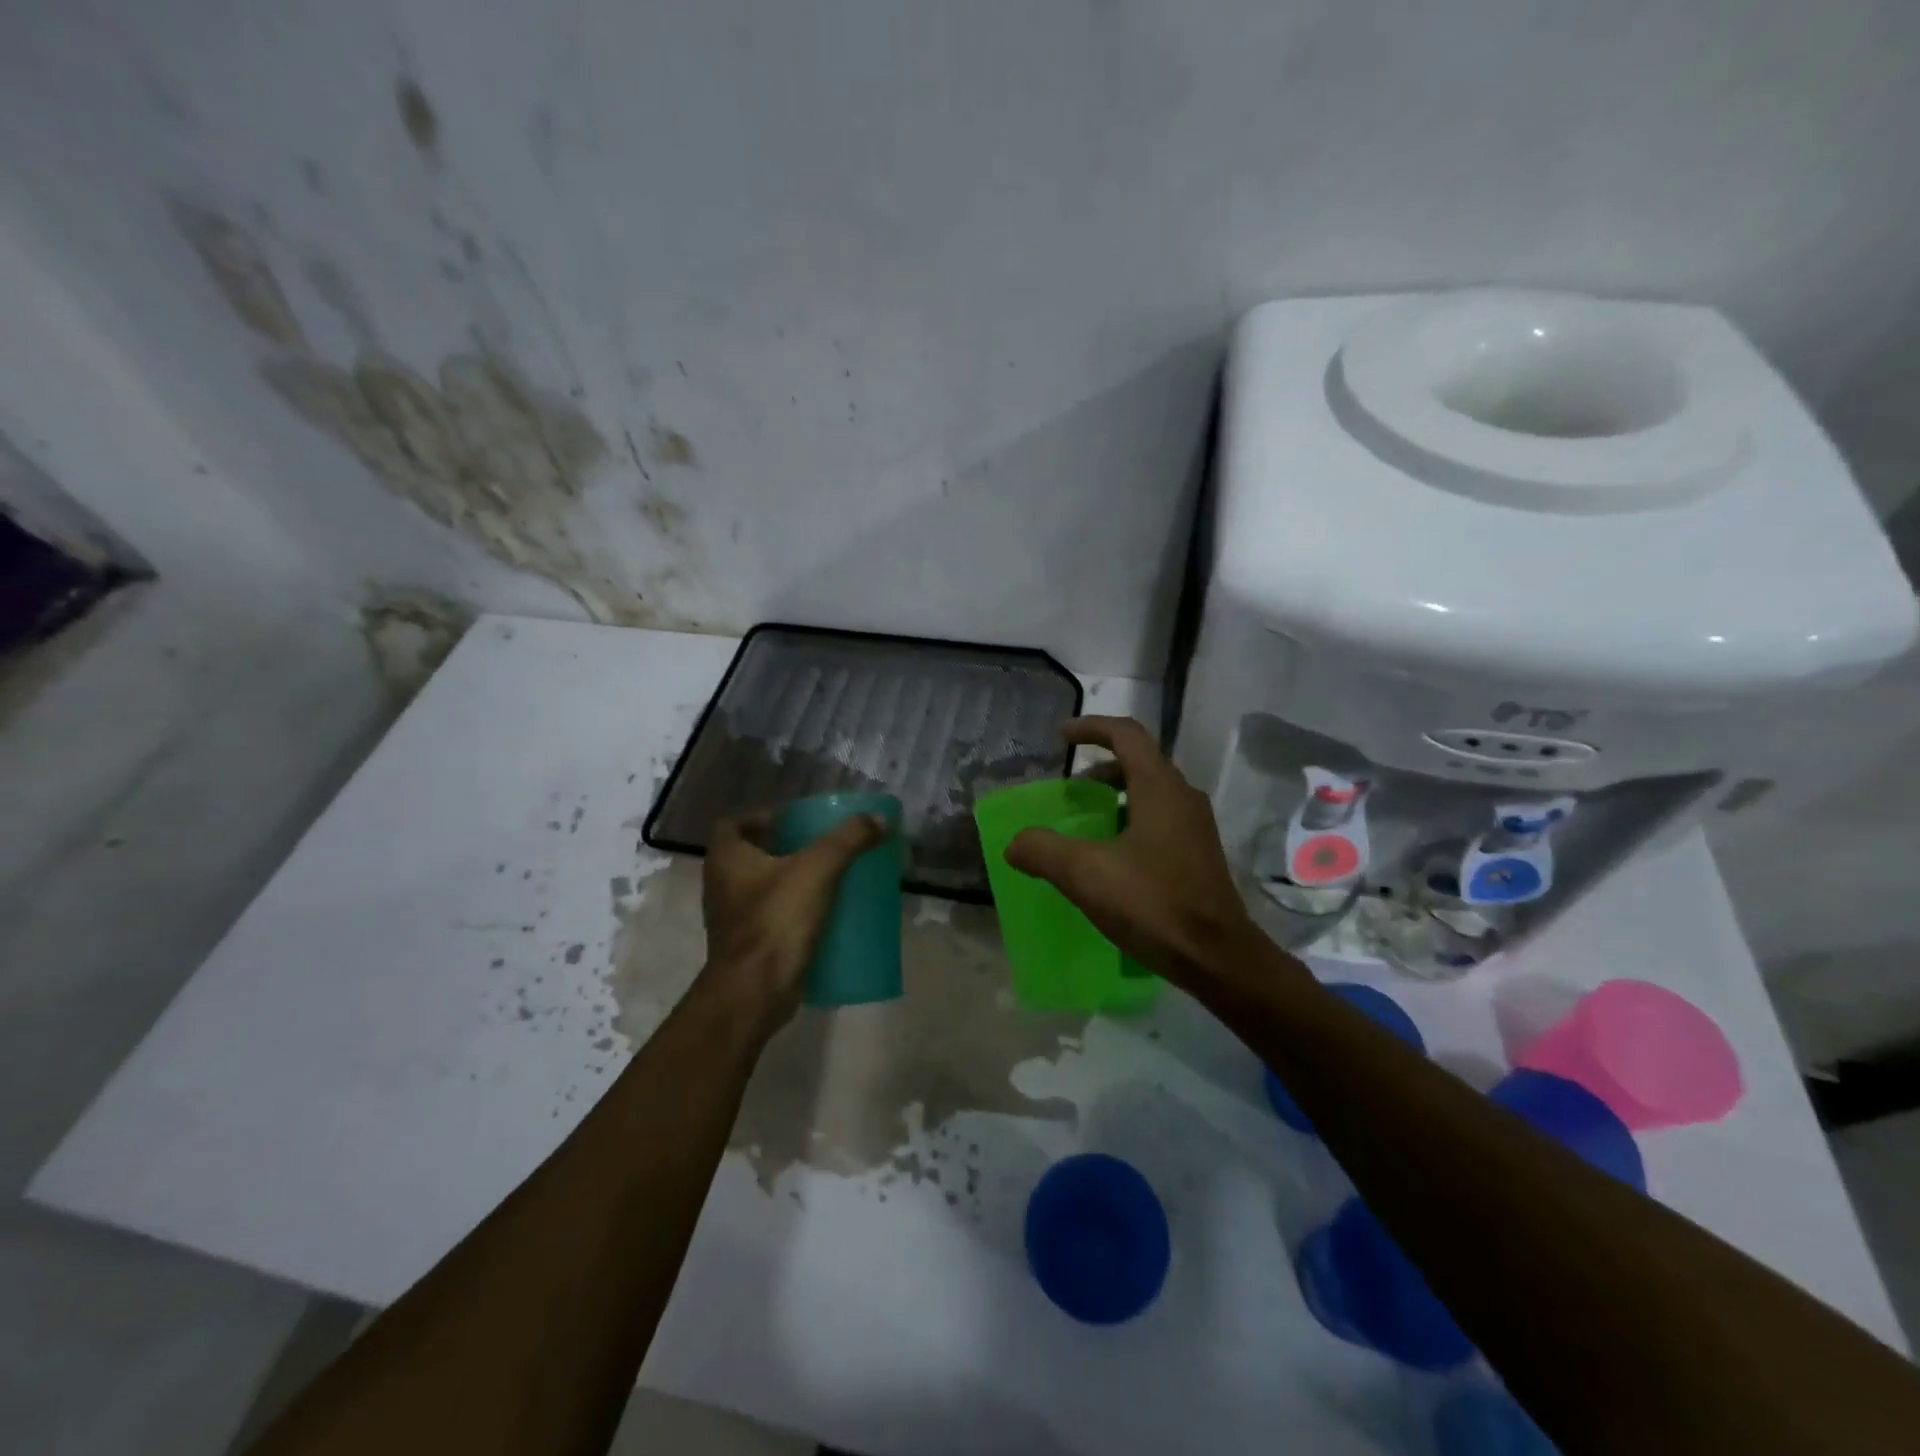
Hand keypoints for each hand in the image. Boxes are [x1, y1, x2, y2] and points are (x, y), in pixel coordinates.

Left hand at [699, 808, 890, 1032]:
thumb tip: (880, 818)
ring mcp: (731, 919)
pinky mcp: (747, 947)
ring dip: (788, 881)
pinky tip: (822, 915)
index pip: (733, 824)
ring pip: (760, 888)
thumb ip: (849, 839)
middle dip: (782, 849)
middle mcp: (720, 885)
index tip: (794, 822)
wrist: (755, 992)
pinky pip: (770, 918)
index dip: (761, 818)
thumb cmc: (776, 920)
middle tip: (818, 847)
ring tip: (826, 878)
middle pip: (749, 855)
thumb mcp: (818, 869)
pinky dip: (791, 912)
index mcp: (726, 858)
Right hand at [1005, 716, 1260, 982]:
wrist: (1218, 958)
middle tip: (1069, 788)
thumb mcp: (1087, 875)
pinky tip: (1111, 855)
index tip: (1061, 737)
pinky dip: (1130, 818)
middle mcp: (1183, 797)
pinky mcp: (1198, 853)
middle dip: (1101, 765)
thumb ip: (1044, 851)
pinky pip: (1160, 817)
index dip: (1091, 728)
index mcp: (1160, 788)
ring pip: (1151, 790)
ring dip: (1116, 793)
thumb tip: (1015, 843)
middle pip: (1140, 760)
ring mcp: (1195, 826)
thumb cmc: (1154, 905)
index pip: (1126, 735)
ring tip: (1086, 820)